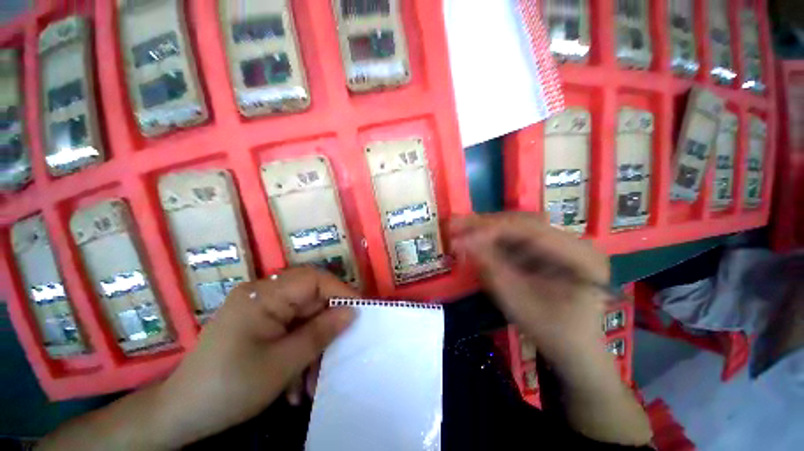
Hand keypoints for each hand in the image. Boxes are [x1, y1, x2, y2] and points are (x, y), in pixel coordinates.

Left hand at [151, 267, 357, 447]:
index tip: (360, 310)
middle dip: (326, 328)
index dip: (340, 291)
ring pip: (303, 320)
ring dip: (312, 349)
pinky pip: (290, 332)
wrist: (180, 416)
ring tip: (311, 384)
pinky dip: (298, 354)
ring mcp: (261, 310)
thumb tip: (352, 312)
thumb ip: (321, 333)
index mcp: (264, 295)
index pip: (314, 279)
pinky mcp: (260, 325)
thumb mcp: (282, 363)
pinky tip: (295, 385)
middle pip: (310, 300)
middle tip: (340, 353)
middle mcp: (263, 295)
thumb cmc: (229, 388)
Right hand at [449, 213, 609, 372]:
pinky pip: (516, 239)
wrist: (574, 350)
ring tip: (459, 229)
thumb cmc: (552, 333)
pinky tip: (475, 240)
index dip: (491, 230)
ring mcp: (560, 244)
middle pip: (522, 223)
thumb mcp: (518, 302)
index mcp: (580, 256)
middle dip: (485, 225)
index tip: (460, 237)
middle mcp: (573, 241)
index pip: (530, 230)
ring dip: (486, 229)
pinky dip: (492, 240)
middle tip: (455, 225)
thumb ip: (491, 268)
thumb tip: (461, 241)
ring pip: (516, 228)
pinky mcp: (547, 250)